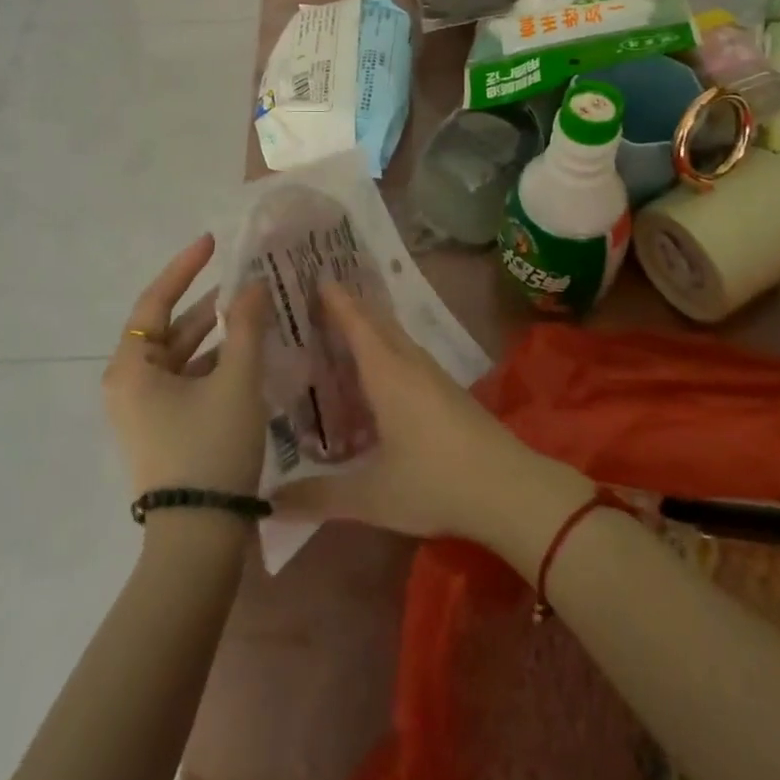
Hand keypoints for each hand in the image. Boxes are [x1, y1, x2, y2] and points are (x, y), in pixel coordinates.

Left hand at [103, 234, 269, 500]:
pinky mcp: (162, 429)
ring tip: (254, 312)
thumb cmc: (210, 448)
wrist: (198, 538)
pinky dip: (214, 363)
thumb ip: (246, 326)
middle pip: (167, 327)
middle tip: (245, 279)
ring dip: (215, 334)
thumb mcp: (236, 380)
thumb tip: (253, 285)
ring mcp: (144, 410)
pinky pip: (187, 381)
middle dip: (207, 303)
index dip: (184, 267)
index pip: (155, 300)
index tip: (212, 242)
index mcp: (131, 367)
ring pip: (181, 356)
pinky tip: (248, 355)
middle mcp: (129, 384)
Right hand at [272, 283, 588, 546]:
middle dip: (350, 308)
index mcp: (388, 374)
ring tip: (340, 332)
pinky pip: (407, 356)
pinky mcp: (448, 391)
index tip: (315, 276)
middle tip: (317, 299)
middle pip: (377, 323)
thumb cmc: (434, 482)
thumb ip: (318, 497)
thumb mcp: (371, 496)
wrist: (509, 488)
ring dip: (370, 329)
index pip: (357, 324)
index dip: (336, 300)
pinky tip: (376, 376)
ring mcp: (433, 376)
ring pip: (395, 339)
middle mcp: (410, 364)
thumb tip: (270, 503)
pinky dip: (385, 351)